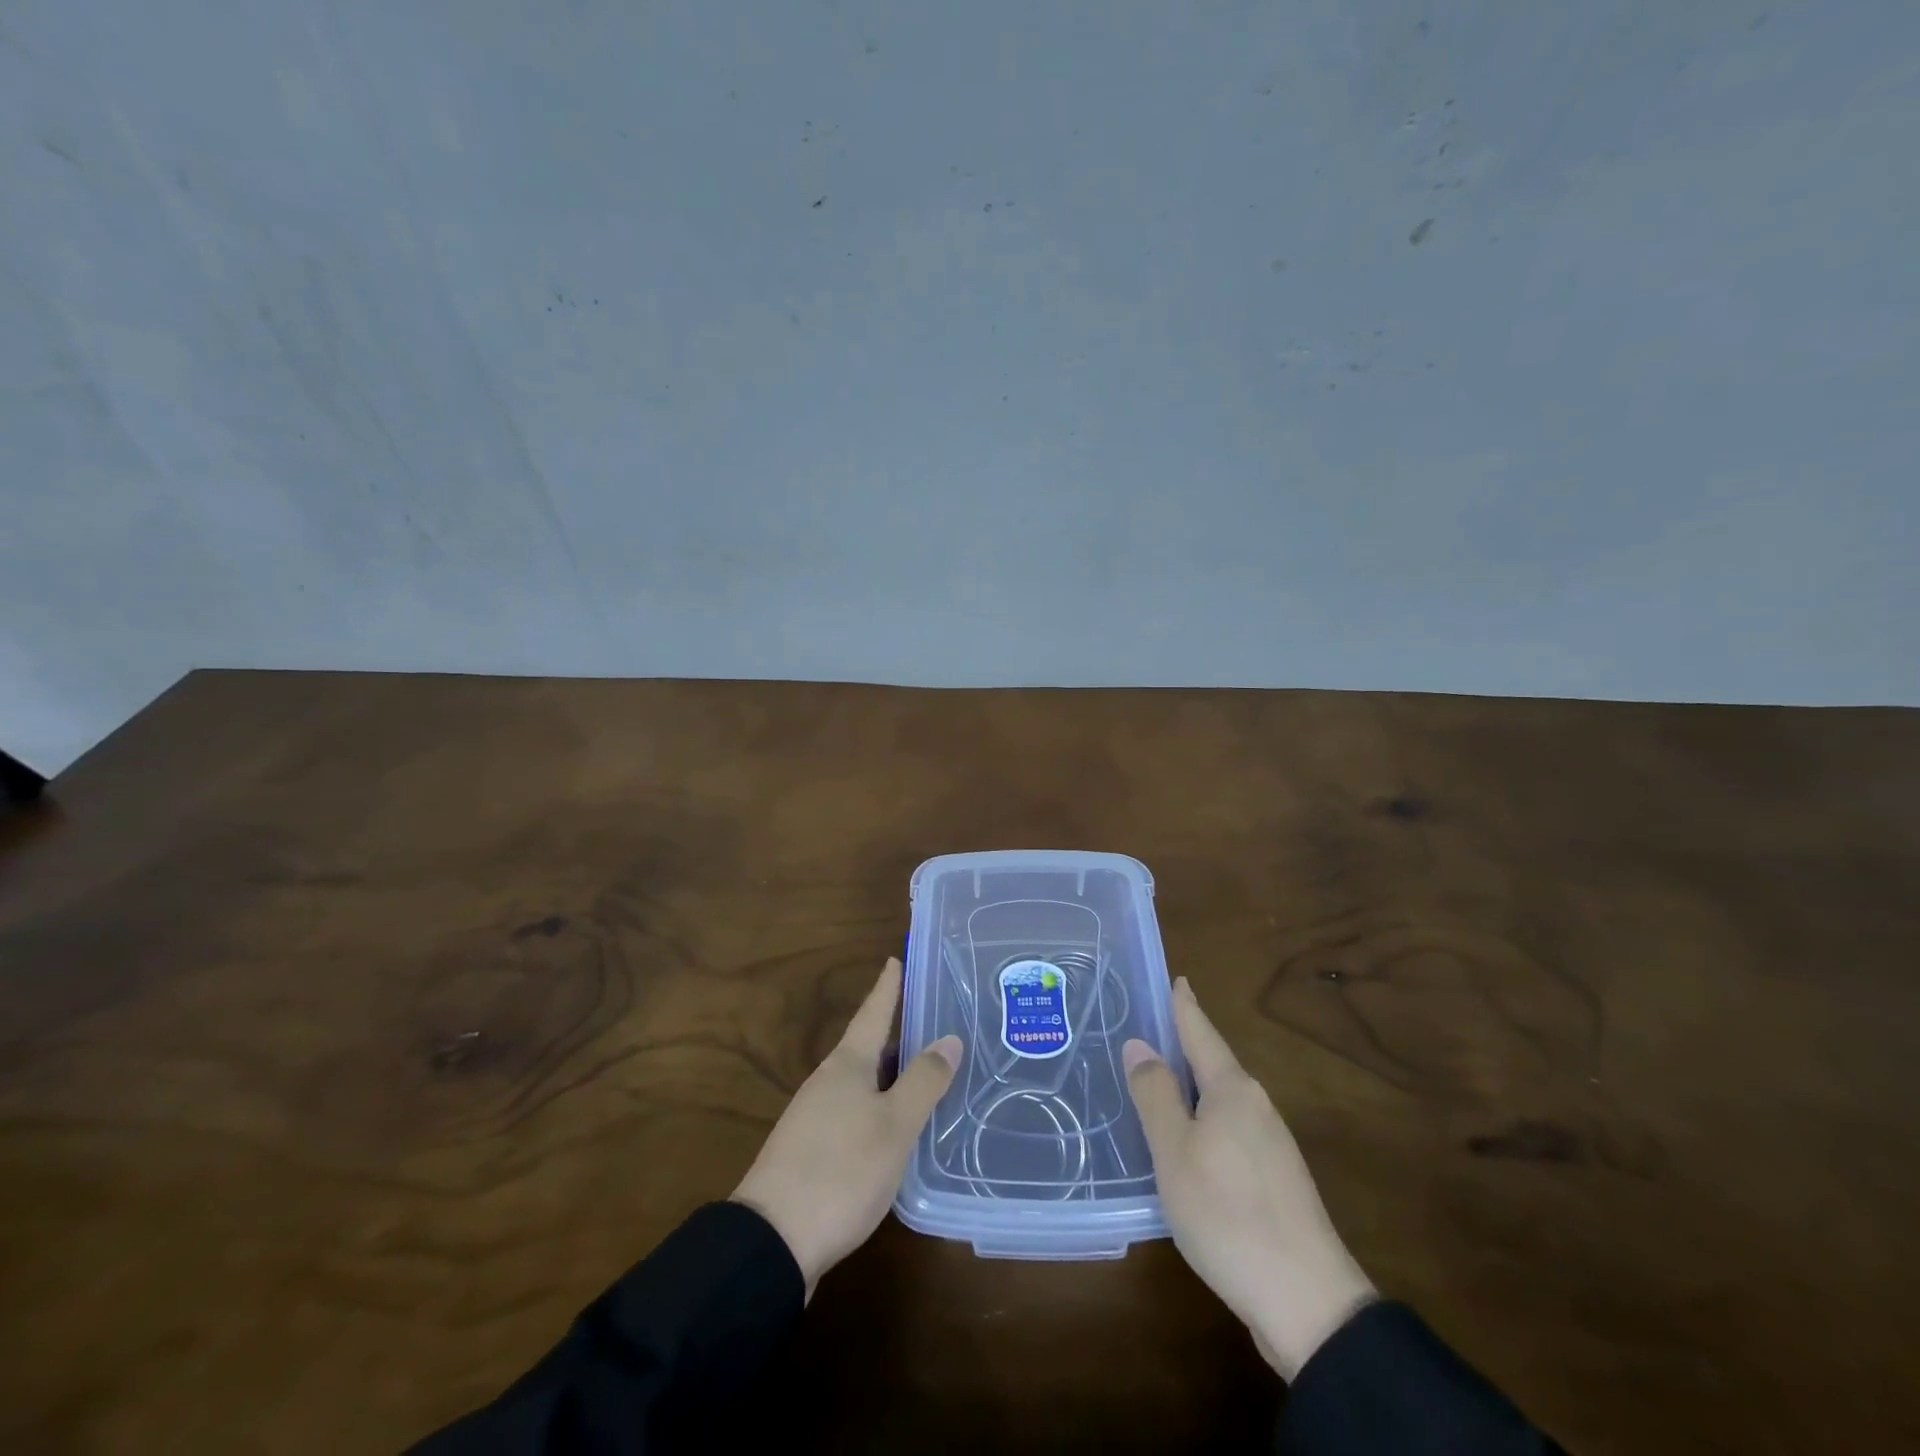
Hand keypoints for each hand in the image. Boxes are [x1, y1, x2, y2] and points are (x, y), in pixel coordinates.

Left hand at [732, 957, 960, 1296]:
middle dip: (898, 1032)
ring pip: (863, 1081)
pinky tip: (897, 1125)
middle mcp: (828, 1082)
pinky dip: (881, 1105)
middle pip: (869, 1046)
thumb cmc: (840, 1171)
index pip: (873, 1012)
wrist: (771, 1242)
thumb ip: (923, 1081)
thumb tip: (949, 1037)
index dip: (888, 986)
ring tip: (926, 1071)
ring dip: (891, 1072)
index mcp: (847, 1065)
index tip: (897, 957)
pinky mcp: (812, 1151)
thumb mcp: (894, 1126)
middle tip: (933, 1019)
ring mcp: (815, 1117)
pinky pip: (855, 1110)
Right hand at [1124, 977, 1375, 1379]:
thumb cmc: (1228, 1213)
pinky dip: (1203, 1121)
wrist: (1307, 1302)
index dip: (1185, 1006)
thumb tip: (1139, 1043)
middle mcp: (1257, 1107)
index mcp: (1233, 1090)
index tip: (1177, 977)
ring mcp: (1271, 1146)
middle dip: (1183, 1046)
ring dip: (1191, 1087)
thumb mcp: (1175, 1151)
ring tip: (1157, 1082)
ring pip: (1221, 1101)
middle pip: (1213, 1064)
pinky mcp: (1275, 1180)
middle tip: (1146, 1031)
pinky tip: (1186, 1141)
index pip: (1202, 1032)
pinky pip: (1229, 1130)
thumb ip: (1155, 1094)